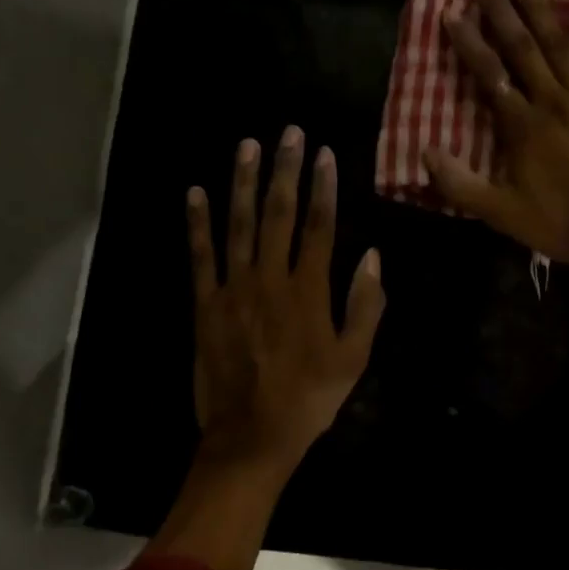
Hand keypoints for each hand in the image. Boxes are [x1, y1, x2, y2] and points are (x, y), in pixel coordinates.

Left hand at [187, 126, 384, 477]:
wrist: (251, 437)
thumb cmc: (309, 399)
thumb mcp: (354, 358)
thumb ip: (365, 306)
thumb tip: (372, 256)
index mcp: (308, 291)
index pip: (318, 226)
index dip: (322, 187)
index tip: (324, 154)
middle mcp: (269, 279)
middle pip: (278, 214)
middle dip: (284, 170)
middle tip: (289, 132)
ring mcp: (232, 289)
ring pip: (238, 225)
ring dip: (243, 182)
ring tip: (247, 145)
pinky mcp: (204, 304)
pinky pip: (200, 256)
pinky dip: (197, 223)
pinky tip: (196, 193)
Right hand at [424, 0, 568, 272]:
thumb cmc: (560, 223)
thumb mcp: (501, 214)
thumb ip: (460, 185)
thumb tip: (425, 152)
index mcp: (522, 127)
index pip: (489, 76)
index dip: (468, 43)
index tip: (450, 12)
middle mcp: (552, 101)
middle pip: (521, 48)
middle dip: (499, 10)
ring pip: (559, 45)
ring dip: (538, 9)